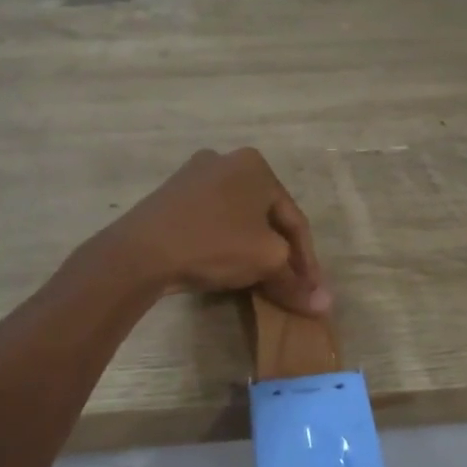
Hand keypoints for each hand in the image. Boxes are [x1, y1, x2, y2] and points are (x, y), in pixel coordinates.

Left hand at [105, 148, 329, 314]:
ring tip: (262, 282)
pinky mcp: (170, 197)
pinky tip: (228, 269)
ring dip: (254, 251)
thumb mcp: (266, 261)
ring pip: (238, 220)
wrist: (141, 251)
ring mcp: (193, 177)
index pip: (294, 219)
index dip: (308, 261)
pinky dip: (226, 245)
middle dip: (281, 255)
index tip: (312, 291)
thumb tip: (325, 305)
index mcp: (255, 164)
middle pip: (266, 217)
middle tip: (290, 287)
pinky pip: (212, 223)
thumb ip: (296, 281)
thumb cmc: (214, 244)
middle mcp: (226, 161)